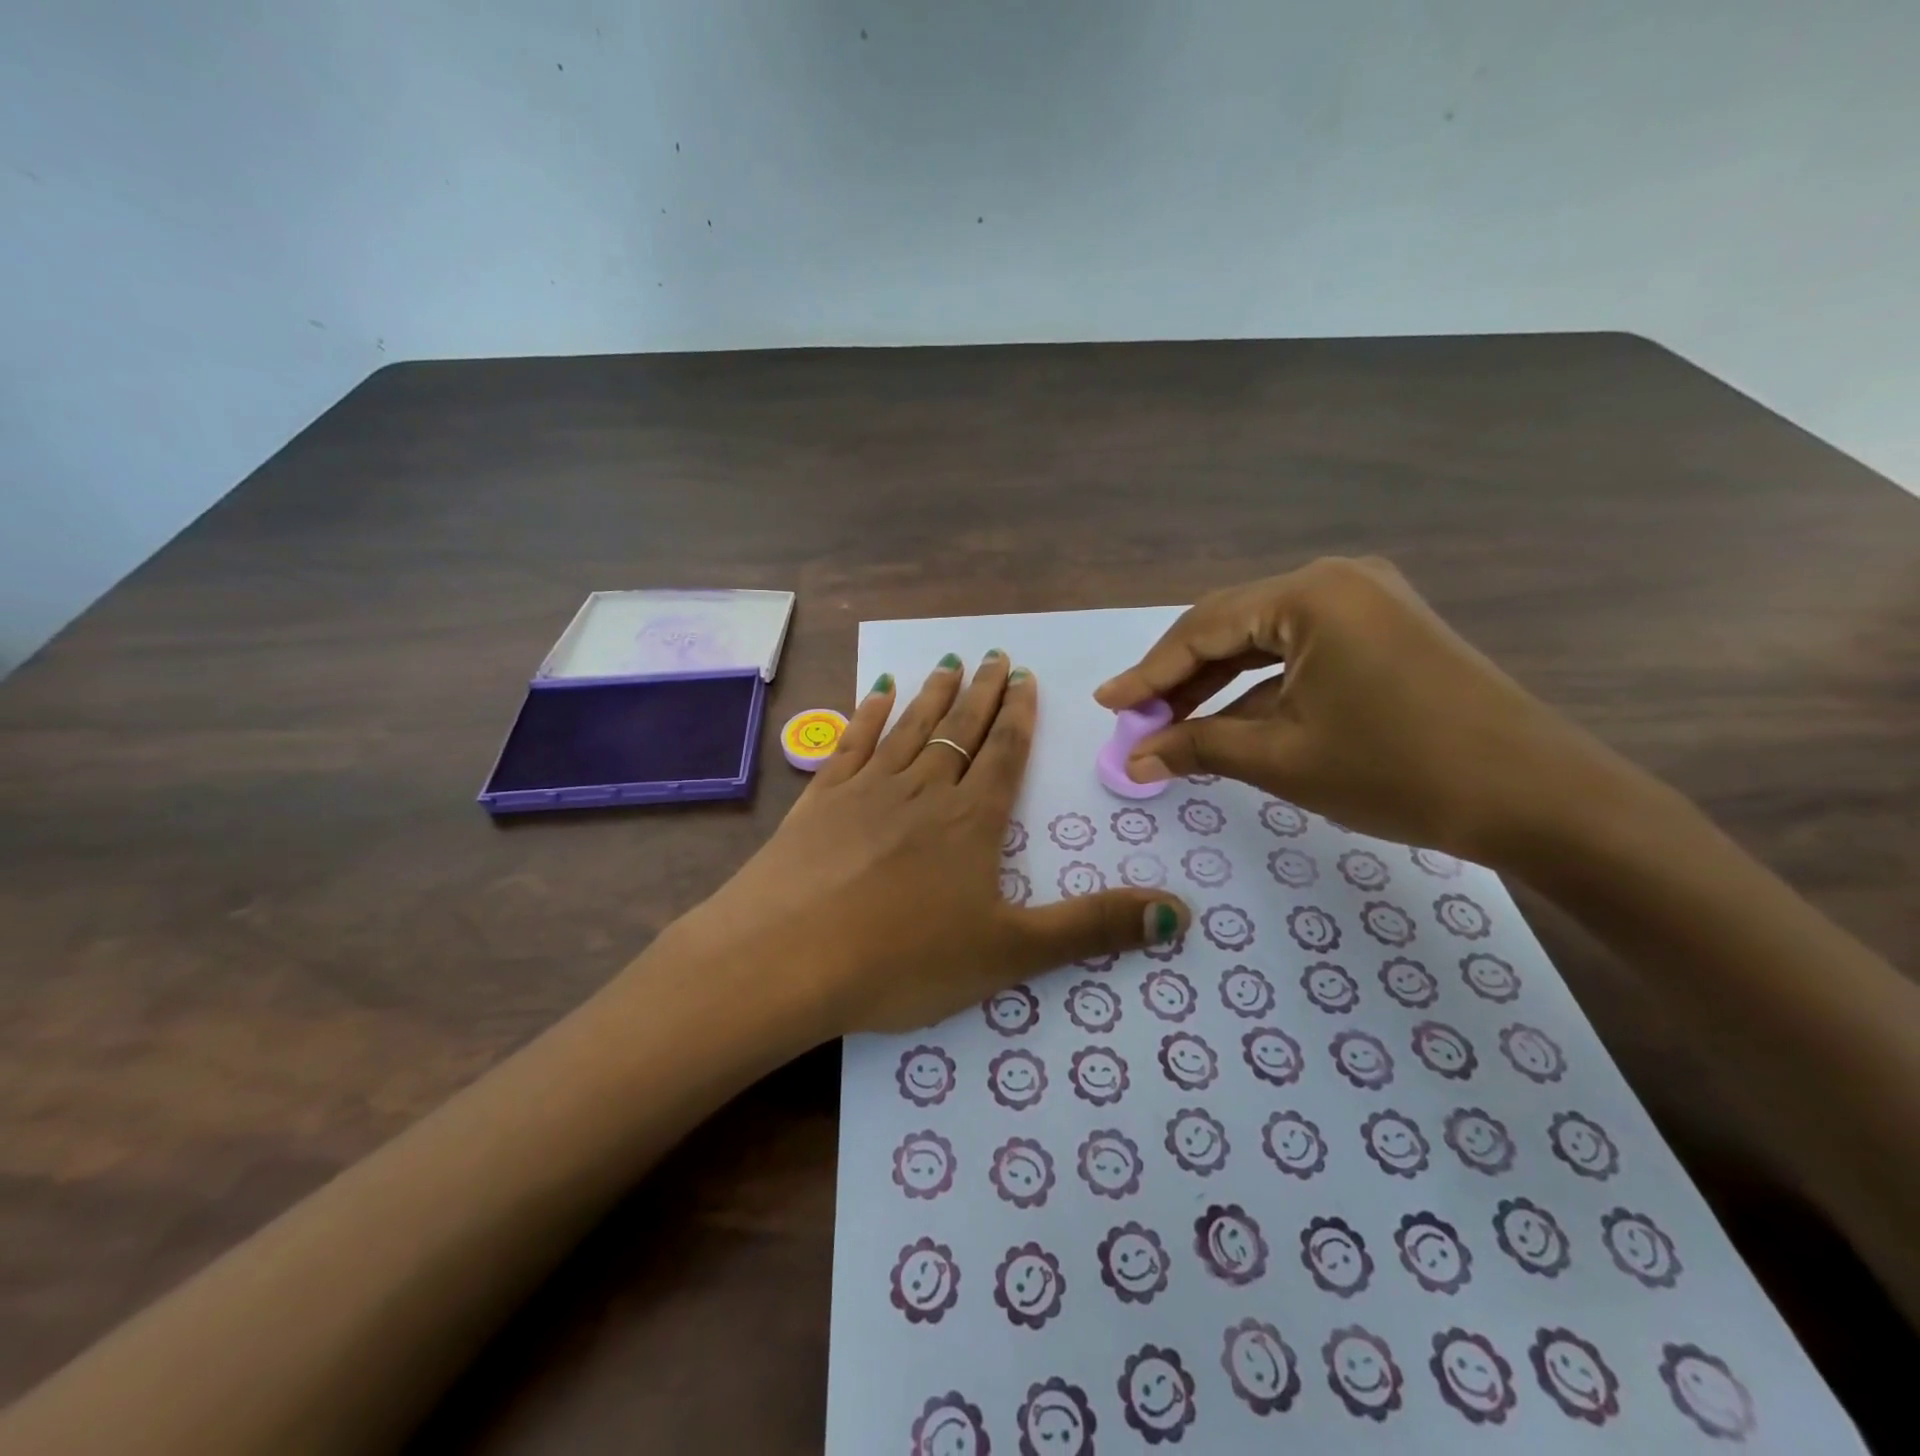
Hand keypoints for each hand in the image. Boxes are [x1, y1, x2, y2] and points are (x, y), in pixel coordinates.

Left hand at [676, 652, 1189, 1036]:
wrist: (786, 959)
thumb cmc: (903, 959)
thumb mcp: (1010, 952)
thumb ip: (1093, 929)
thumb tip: (1181, 916)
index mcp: (971, 822)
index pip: (1005, 755)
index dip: (1019, 716)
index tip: (1025, 678)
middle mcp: (923, 791)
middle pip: (960, 730)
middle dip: (982, 693)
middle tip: (995, 654)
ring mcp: (866, 790)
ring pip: (909, 728)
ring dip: (932, 694)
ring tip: (950, 662)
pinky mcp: (819, 801)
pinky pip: (850, 744)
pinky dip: (865, 715)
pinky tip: (873, 693)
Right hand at [1094, 557, 1620, 863]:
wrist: (1540, 799)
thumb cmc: (1399, 771)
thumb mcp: (1283, 759)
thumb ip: (1198, 748)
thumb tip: (1134, 760)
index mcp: (1310, 595)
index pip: (1202, 629)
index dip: (1147, 672)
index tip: (1106, 704)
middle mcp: (1337, 581)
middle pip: (1231, 628)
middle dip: (1179, 678)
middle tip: (1134, 720)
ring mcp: (1368, 602)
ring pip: (1264, 642)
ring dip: (1217, 685)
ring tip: (1170, 726)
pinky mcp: (1387, 631)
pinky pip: (1301, 653)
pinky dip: (1261, 688)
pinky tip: (1229, 722)